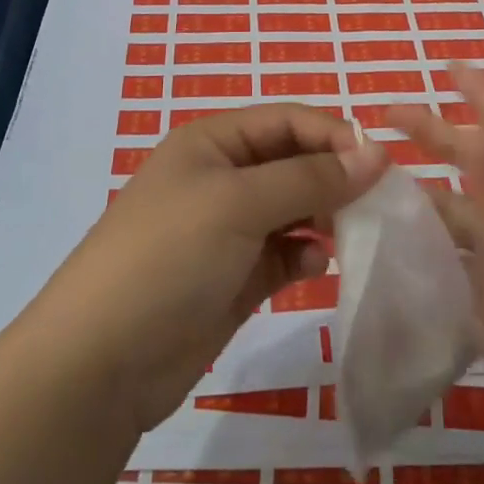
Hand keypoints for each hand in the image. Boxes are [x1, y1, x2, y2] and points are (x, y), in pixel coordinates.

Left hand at [26, 103, 387, 434]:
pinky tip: (314, 268)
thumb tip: (376, 152)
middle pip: (294, 163)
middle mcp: (221, 177)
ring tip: (355, 235)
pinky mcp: (235, 277)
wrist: (101, 363)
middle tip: (379, 204)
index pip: (287, 120)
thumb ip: (310, 177)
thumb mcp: (239, 203)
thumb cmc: (168, 257)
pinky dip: (305, 256)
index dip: (334, 135)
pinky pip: (284, 254)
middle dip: (335, 178)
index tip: (381, 165)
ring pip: (294, 209)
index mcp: (213, 142)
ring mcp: (227, 230)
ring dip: (325, 218)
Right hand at [386, 63, 483, 482]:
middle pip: (482, 166)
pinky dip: (434, 250)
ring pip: (467, 217)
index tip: (448, 67)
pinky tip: (399, 244)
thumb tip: (480, 145)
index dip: (483, 94)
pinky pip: (462, 266)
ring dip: (430, 196)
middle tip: (387, 116)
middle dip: (440, 137)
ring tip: (379, 178)